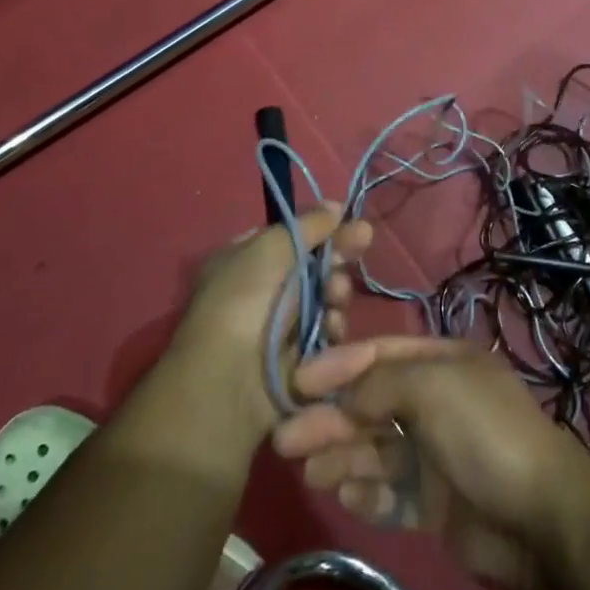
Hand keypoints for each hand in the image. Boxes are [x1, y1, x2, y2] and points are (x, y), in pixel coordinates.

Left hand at [161, 206, 372, 441]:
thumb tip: (336, 206)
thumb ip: (308, 224)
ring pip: (325, 298)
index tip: (347, 220)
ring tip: (335, 296)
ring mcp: (278, 326)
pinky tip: (332, 326)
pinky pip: (327, 331)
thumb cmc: (242, 302)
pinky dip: (333, 326)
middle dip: (335, 259)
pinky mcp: (298, 357)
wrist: (230, 382)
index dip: (318, 229)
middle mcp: (259, 291)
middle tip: (358, 247)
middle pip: (312, 266)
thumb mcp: (270, 248)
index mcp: (241, 260)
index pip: (288, 236)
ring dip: (337, 293)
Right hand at [272, 338, 589, 589]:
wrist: (539, 517)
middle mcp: (438, 403)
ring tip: (309, 471)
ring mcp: (437, 454)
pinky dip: (366, 492)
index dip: (339, 366)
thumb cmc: (484, 433)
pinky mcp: (435, 502)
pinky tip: (345, 495)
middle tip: (285, 439)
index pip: (381, 354)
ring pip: (376, 450)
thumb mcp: (432, 387)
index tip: (297, 382)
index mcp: (444, 363)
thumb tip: (344, 393)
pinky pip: (390, 492)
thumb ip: (380, 383)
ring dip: (341, 456)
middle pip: (373, 405)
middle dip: (331, 418)